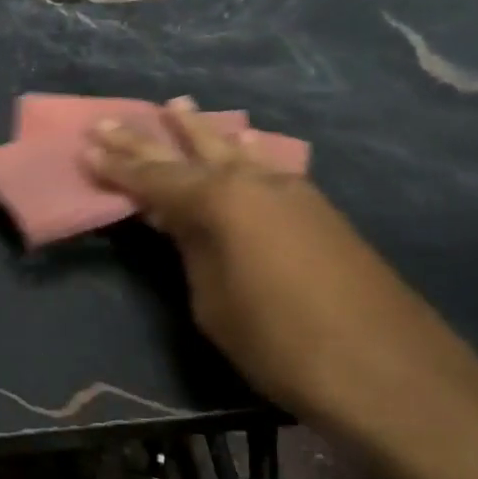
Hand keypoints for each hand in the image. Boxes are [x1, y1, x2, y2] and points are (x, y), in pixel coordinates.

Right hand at [85, 99, 477, 429]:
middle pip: (188, 153)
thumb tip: (187, 226)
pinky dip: (243, 153)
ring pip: (234, 150)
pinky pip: (265, 167)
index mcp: (217, 202)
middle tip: (111, 120)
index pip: (152, 178)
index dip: (116, 166)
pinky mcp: (318, 211)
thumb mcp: (214, 304)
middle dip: (146, 139)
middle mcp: (252, 182)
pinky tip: (243, 143)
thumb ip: (194, 252)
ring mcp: (291, 192)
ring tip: (178, 106)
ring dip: (201, 131)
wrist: (391, 372)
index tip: (86, 146)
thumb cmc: (282, 343)